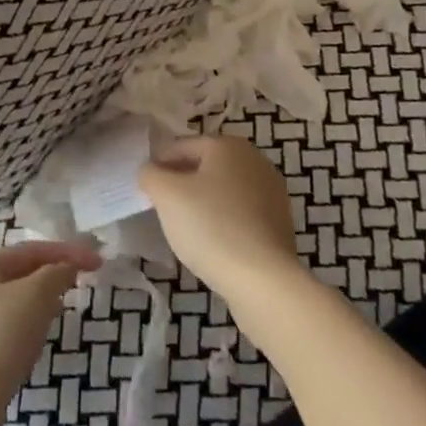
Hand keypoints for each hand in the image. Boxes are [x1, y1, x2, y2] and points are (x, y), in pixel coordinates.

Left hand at [0, 238, 101, 417]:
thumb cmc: (0, 337)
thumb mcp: (36, 295)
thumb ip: (56, 273)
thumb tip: (66, 268)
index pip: (29, 250)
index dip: (66, 251)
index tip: (97, 261)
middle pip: (19, 274)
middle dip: (52, 274)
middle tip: (82, 280)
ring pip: (13, 304)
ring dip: (41, 301)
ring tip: (64, 306)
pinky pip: (7, 331)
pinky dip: (29, 327)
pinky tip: (41, 340)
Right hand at [139, 135, 301, 297]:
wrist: (263, 279)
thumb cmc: (210, 226)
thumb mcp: (166, 195)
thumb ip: (150, 174)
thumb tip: (151, 171)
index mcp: (227, 145)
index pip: (181, 146)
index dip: (159, 165)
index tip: (145, 189)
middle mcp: (255, 160)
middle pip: (205, 167)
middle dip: (182, 184)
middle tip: (162, 209)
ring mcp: (272, 192)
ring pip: (223, 192)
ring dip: (203, 204)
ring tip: (185, 229)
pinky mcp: (279, 223)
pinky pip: (240, 214)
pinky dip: (223, 222)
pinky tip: (212, 244)